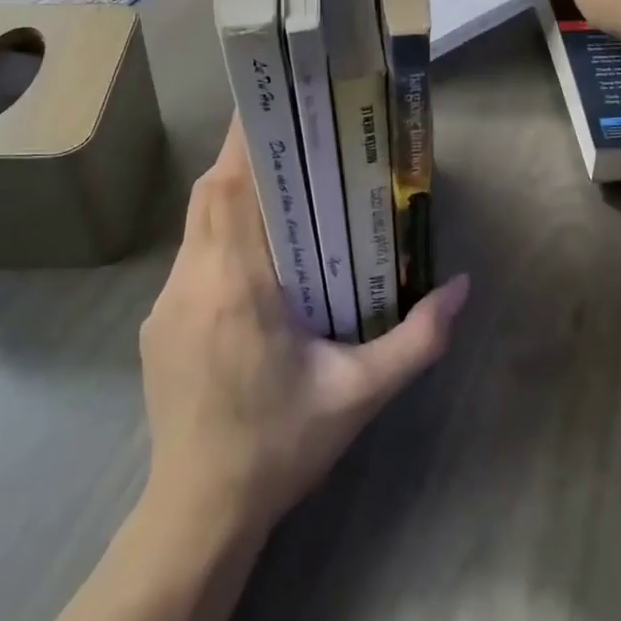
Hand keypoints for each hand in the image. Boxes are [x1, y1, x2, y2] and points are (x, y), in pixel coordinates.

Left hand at [140, 120, 468, 537]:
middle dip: (245, 158)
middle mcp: (192, 283)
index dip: (245, 142)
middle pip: (209, 194)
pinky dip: (218, 232)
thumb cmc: (280, 448)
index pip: (229, 190)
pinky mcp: (158, 323)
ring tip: (282, 190)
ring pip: (195, 221)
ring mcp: (166, 303)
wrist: (198, 514)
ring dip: (232, 194)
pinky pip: (189, 254)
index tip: (273, 107)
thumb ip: (416, 340)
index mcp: (237, 289)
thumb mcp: (359, 395)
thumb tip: (463, 287)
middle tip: (294, 144)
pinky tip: (255, 255)